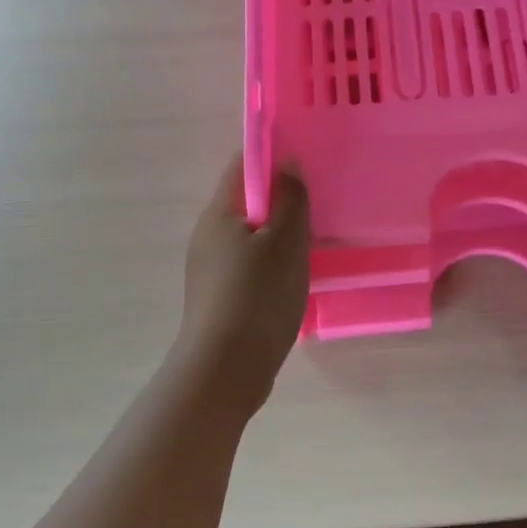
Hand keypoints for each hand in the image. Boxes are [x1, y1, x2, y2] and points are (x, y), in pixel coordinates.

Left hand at [176, 154, 310, 389]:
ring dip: (278, 233)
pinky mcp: (219, 297)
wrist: (225, 371)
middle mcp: (208, 236)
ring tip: (314, 239)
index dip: (272, 156)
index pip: (242, 167)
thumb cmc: (257, 297)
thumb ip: (290, 200)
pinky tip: (294, 276)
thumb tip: (287, 163)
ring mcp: (210, 269)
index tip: (305, 158)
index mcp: (218, 214)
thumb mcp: (285, 243)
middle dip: (280, 198)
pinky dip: (272, 261)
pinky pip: (249, 264)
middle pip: (246, 202)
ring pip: (250, 236)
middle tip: (318, 201)